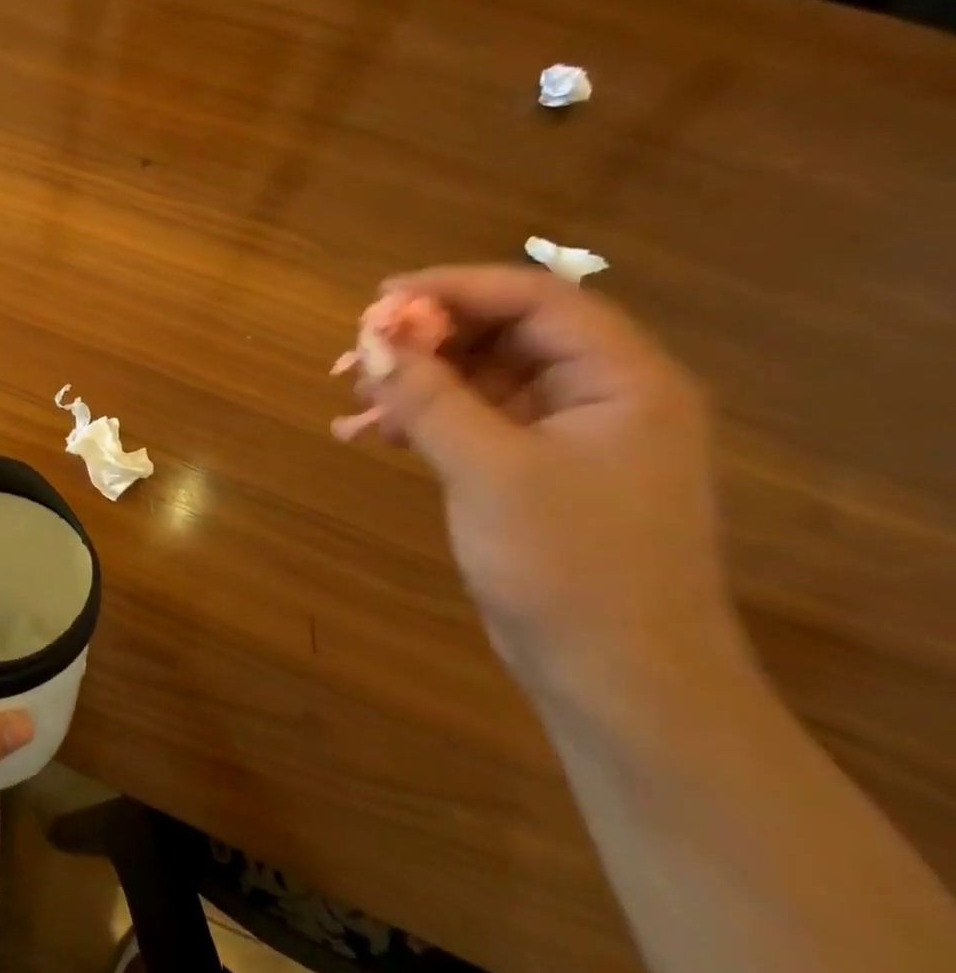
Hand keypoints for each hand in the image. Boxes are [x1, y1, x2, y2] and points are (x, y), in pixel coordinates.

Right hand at [357, 265, 743, 705]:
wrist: (618, 683)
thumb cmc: (569, 566)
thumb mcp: (489, 470)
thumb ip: (428, 395)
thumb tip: (370, 336)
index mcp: (620, 379)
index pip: (533, 299)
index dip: (452, 289)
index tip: (378, 302)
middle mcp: (599, 395)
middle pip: (501, 335)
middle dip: (424, 340)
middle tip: (356, 356)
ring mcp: (566, 436)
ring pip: (479, 379)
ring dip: (415, 383)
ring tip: (351, 398)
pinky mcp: (535, 472)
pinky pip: (472, 423)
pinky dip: (422, 423)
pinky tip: (369, 437)